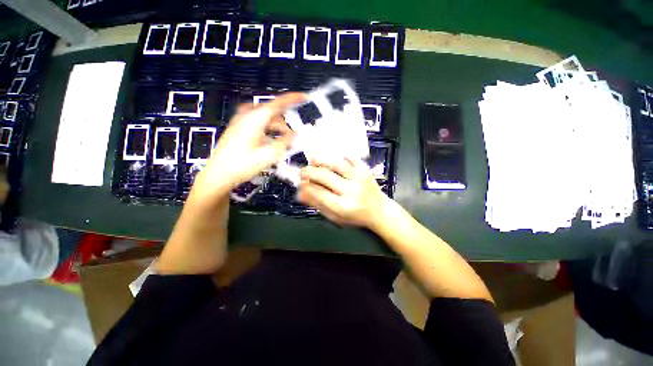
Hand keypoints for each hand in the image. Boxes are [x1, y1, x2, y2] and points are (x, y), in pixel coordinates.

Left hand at [191, 93, 305, 199]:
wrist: (220, 174)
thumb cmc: (241, 165)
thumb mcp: (268, 155)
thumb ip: (285, 142)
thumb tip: (295, 134)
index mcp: (254, 120)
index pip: (277, 103)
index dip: (292, 99)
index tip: (303, 97)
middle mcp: (246, 117)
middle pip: (271, 111)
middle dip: (284, 120)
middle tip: (292, 131)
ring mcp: (241, 123)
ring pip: (265, 118)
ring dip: (277, 126)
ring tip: (284, 140)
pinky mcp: (239, 129)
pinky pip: (257, 123)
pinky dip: (268, 129)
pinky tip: (271, 141)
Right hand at [298, 157, 388, 227]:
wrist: (380, 211)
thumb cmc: (356, 216)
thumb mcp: (336, 217)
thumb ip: (318, 205)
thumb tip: (300, 194)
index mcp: (343, 206)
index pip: (318, 192)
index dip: (306, 186)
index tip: (300, 184)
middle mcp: (351, 191)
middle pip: (325, 176)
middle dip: (309, 172)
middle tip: (302, 172)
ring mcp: (359, 178)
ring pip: (336, 164)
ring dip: (321, 161)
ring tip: (313, 161)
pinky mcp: (365, 170)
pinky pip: (350, 158)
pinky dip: (339, 157)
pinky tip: (332, 160)